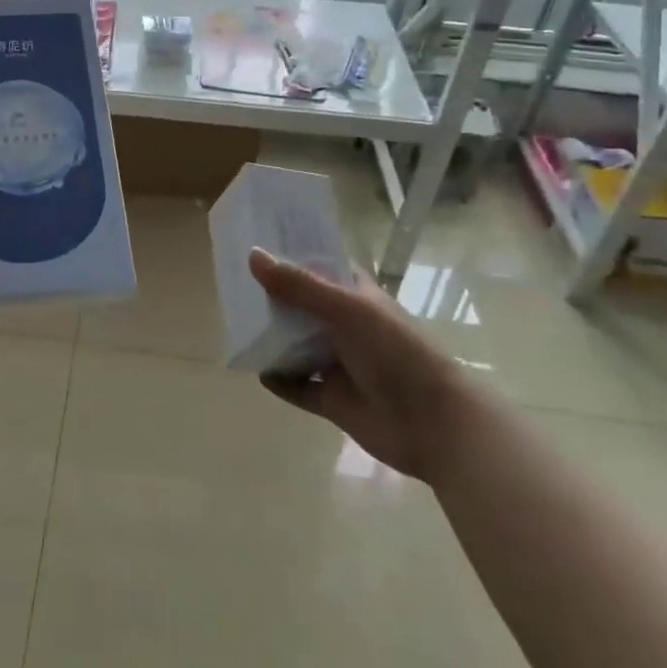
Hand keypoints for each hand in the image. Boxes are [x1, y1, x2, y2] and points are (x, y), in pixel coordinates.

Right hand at [249, 249, 469, 483]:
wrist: (434, 424)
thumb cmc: (396, 352)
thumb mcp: (346, 310)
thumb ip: (299, 286)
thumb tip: (252, 255)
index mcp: (354, 296)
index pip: (318, 266)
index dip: (289, 255)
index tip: (254, 243)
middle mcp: (344, 325)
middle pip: (299, 306)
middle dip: (271, 298)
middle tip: (231, 284)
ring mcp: (337, 363)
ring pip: (295, 345)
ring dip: (271, 338)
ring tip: (236, 325)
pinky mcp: (332, 399)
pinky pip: (297, 386)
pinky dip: (278, 379)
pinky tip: (257, 370)